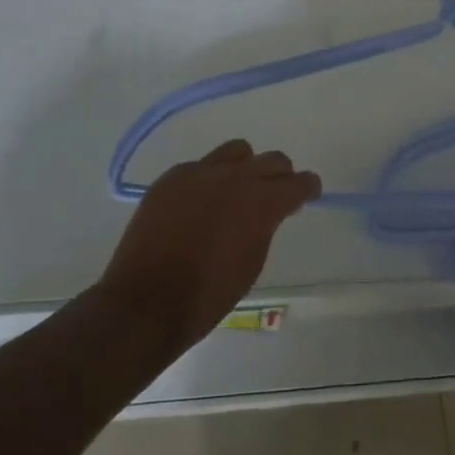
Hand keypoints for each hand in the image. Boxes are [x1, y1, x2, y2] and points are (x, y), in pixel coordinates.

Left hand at [97, 139, 320, 349]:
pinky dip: (209, 180)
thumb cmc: (209, 293)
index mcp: (262, 201)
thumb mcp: (253, 260)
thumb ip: (266, 225)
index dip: (308, 188)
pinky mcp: (170, 178)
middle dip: (280, 176)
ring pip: (236, 151)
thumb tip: (269, 211)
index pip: (299, 182)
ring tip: (236, 191)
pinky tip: (200, 204)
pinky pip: (200, 167)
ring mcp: (199, 173)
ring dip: (245, 168)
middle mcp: (235, 177)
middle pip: (272, 160)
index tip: (308, 195)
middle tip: (275, 195)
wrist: (146, 302)